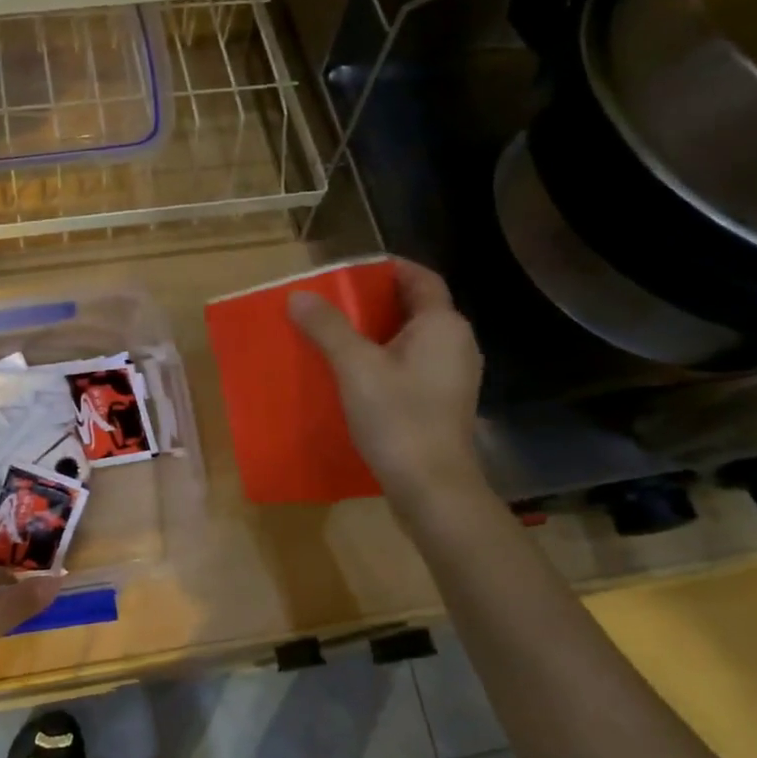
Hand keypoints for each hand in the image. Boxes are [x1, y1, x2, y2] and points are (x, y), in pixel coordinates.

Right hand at [288, 257, 487, 506]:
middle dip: (377, 301)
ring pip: (414, 339)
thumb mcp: (355, 367)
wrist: (432, 489)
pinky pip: (414, 366)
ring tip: (338, 337)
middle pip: (417, 307)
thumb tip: (299, 295)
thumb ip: (327, 327)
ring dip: (379, 333)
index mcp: (443, 325)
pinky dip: (387, 361)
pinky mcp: (445, 403)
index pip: (420, 278)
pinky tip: (357, 376)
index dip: (388, 268)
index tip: (351, 271)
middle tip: (335, 303)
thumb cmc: (398, 418)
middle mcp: (457, 343)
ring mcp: (454, 376)